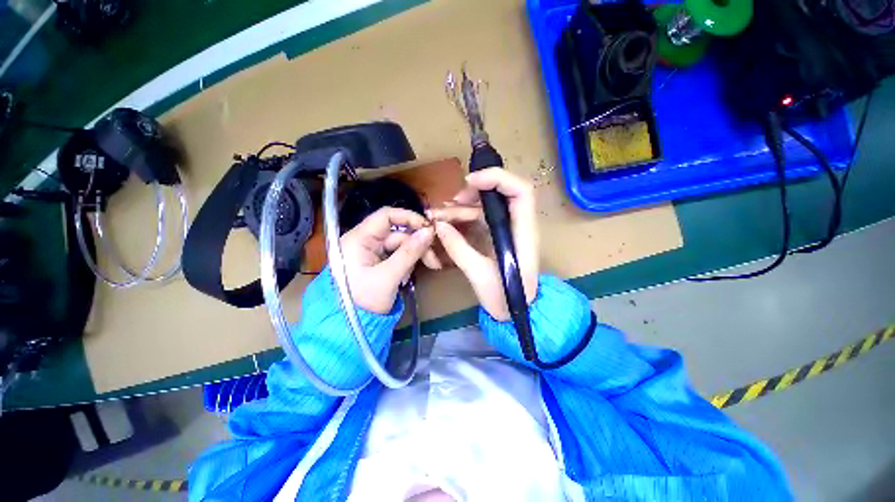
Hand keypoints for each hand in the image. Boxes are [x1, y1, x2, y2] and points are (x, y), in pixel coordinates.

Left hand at [340, 207, 439, 313]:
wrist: (350, 329)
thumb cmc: (364, 302)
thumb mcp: (388, 277)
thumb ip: (409, 253)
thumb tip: (429, 231)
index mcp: (359, 239)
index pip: (386, 216)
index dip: (409, 218)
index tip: (429, 228)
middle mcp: (365, 241)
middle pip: (398, 233)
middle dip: (418, 244)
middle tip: (434, 260)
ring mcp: (371, 252)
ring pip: (401, 245)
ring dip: (414, 256)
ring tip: (421, 272)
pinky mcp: (377, 262)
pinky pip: (397, 256)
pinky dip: (406, 264)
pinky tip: (406, 277)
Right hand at [427, 168, 538, 320]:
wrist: (515, 313)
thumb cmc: (506, 298)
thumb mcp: (480, 275)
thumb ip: (459, 249)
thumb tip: (439, 227)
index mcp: (522, 232)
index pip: (520, 190)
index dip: (497, 178)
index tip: (470, 182)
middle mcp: (516, 225)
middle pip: (500, 192)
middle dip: (474, 191)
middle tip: (451, 201)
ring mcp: (505, 229)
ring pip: (485, 206)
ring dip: (462, 207)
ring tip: (439, 216)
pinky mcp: (495, 236)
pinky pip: (478, 219)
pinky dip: (462, 218)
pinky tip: (446, 224)